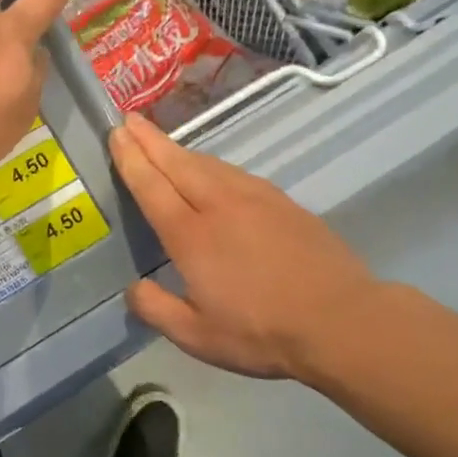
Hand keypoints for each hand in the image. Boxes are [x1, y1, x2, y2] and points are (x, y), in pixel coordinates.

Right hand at [109, 114, 385, 384]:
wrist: (341, 320)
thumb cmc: (262, 332)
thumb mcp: (197, 337)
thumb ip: (156, 310)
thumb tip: (132, 289)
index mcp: (190, 235)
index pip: (151, 186)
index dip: (131, 159)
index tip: (116, 134)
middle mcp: (218, 205)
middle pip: (176, 163)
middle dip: (149, 140)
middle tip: (128, 119)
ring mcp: (254, 199)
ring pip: (207, 164)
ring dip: (179, 149)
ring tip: (161, 143)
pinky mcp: (281, 202)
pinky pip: (234, 172)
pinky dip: (211, 164)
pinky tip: (211, 170)